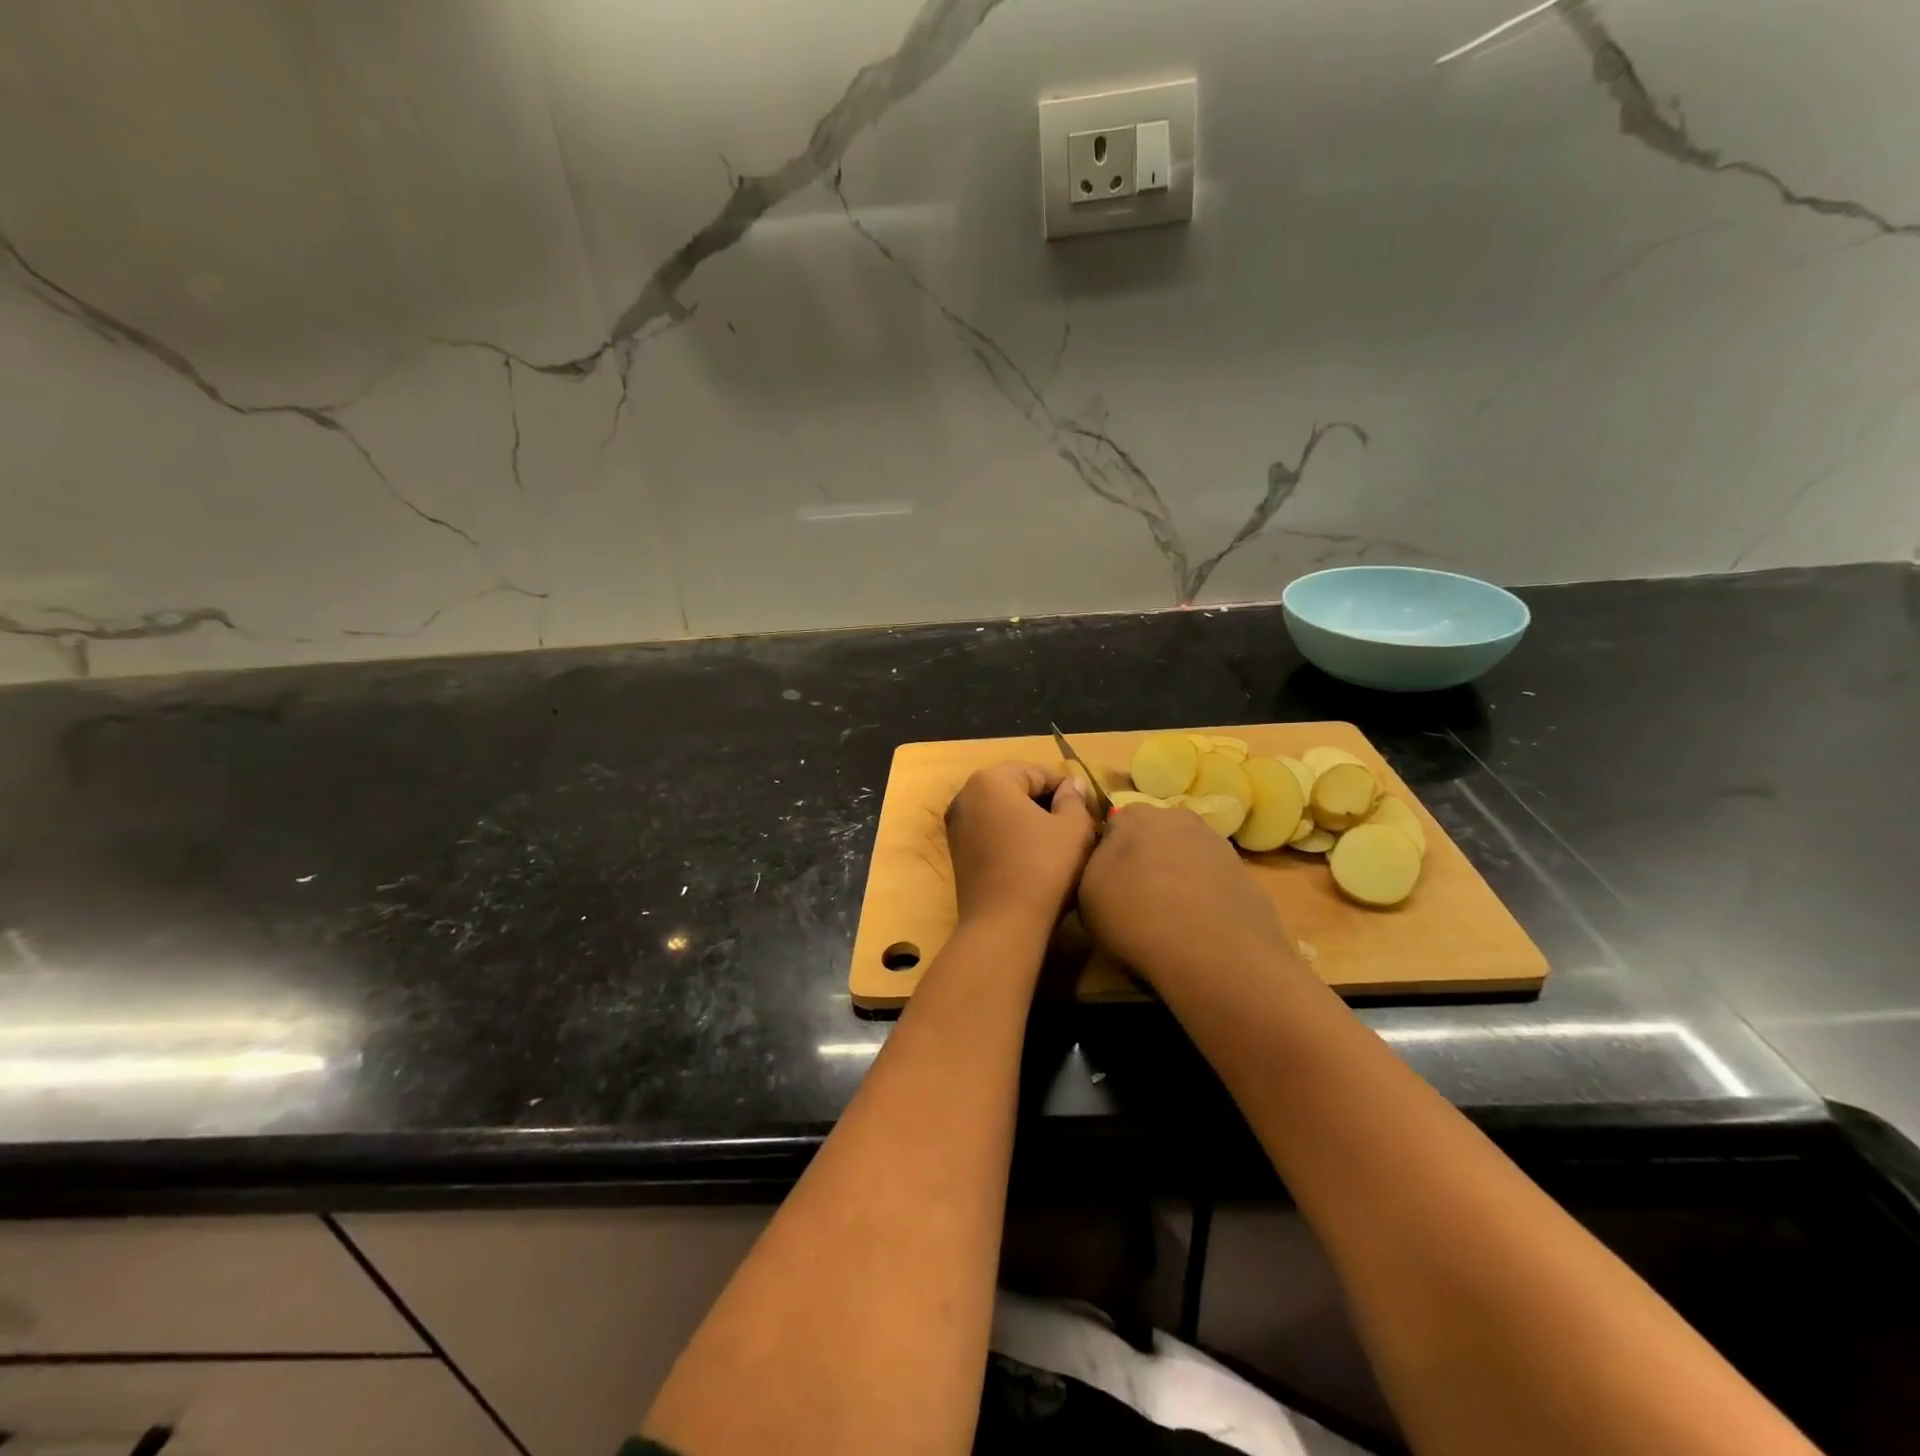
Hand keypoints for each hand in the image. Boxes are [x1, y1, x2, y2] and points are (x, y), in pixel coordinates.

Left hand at [945, 762, 1096, 929]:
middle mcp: (965, 796)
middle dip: (1046, 804)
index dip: (1067, 791)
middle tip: (1075, 829)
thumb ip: (1074, 799)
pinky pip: (991, 834)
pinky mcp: (957, 853)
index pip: (1039, 773)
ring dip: (1029, 822)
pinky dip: (1012, 839)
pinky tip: (1033, 860)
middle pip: (1017, 790)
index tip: (1088, 813)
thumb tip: (1071, 784)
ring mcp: (957, 825)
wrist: (1002, 925)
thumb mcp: (1073, 829)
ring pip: (1004, 813)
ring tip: (1057, 845)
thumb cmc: (1043, 868)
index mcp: (990, 780)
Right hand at [1078, 804, 1293, 989]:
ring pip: (1186, 854)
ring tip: (1169, 915)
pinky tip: (1198, 926)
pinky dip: (1204, 894)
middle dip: (1145, 857)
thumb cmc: (1136, 916)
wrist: (1213, 951)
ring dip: (1177, 874)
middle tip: (1135, 895)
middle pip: (1154, 834)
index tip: (1105, 881)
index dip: (1108, 852)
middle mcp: (1177, 817)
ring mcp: (1216, 843)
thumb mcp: (1086, 893)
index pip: (1113, 823)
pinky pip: (1213, 879)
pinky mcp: (1244, 873)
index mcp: (1134, 816)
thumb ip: (1093, 864)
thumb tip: (1106, 857)